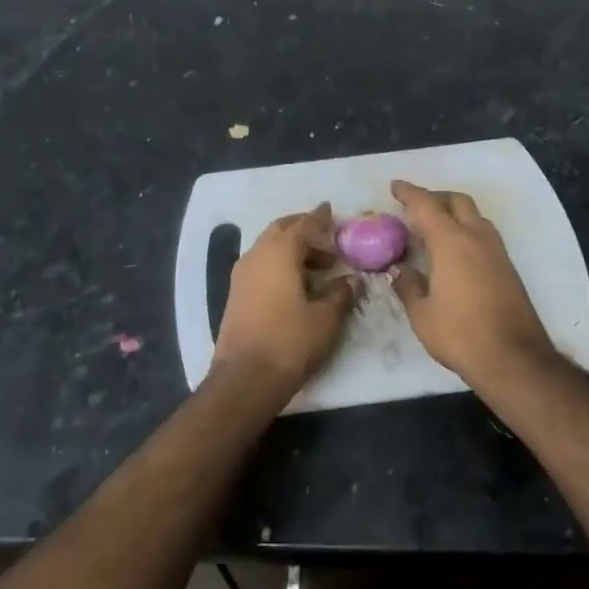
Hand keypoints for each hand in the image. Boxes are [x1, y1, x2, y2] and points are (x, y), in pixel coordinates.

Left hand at [212, 204, 355, 400]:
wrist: (244, 378)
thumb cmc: (289, 342)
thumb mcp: (326, 318)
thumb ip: (341, 293)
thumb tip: (352, 279)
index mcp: (279, 252)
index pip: (303, 224)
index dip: (319, 217)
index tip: (331, 210)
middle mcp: (257, 255)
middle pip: (281, 230)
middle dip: (303, 229)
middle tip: (326, 237)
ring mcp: (242, 274)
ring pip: (269, 247)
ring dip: (292, 248)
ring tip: (319, 266)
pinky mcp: (236, 293)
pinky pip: (261, 264)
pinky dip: (280, 263)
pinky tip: (296, 282)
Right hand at [391, 180, 557, 391]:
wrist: (514, 358)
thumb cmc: (460, 334)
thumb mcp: (422, 314)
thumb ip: (408, 286)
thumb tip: (400, 270)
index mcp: (451, 242)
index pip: (426, 205)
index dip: (409, 193)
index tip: (395, 187)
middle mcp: (476, 237)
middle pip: (457, 201)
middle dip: (435, 197)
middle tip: (415, 208)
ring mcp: (496, 251)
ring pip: (474, 216)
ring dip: (454, 213)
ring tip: (434, 229)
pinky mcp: (508, 267)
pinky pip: (483, 234)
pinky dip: (466, 230)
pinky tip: (455, 251)